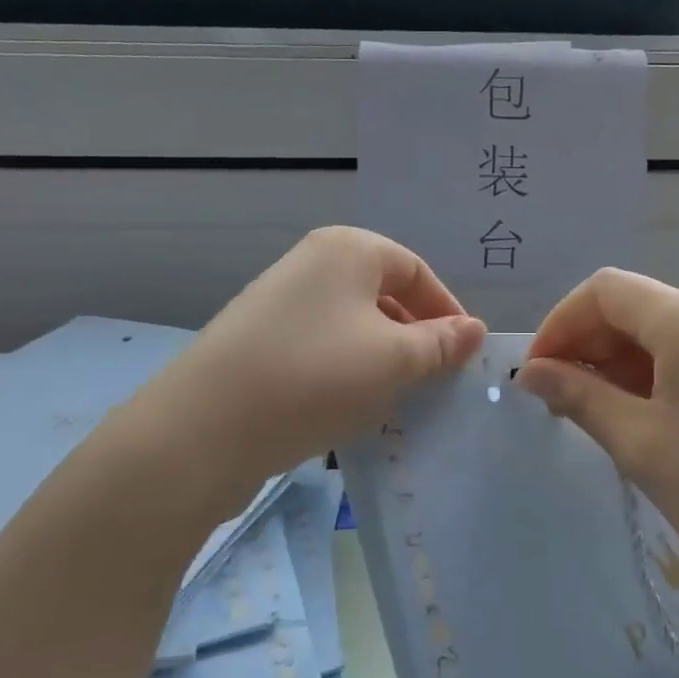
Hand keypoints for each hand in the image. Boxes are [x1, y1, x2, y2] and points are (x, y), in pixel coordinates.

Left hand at [128, 228, 486, 492]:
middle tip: (433, 381)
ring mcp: (279, 302)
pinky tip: (347, 408)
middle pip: (383, 294)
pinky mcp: (257, 340)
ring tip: (394, 400)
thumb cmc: (315, 377)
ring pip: (352, 325)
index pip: (417, 271)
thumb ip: (440, 344)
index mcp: (348, 249)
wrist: (204, 428)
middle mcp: (311, 263)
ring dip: (381, 359)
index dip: (447, 311)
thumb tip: (474, 330)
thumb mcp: (394, 361)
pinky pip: (320, 347)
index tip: (465, 356)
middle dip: (414, 337)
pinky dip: (344, 372)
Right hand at [515, 269, 678, 631]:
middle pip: (636, 305)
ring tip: (596, 414)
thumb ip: (579, 397)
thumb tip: (530, 372)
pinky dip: (656, 372)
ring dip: (620, 361)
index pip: (606, 290)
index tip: (536, 374)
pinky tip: (643, 415)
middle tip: (559, 402)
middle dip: (588, 344)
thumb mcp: (642, 446)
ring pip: (663, 329)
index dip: (560, 324)